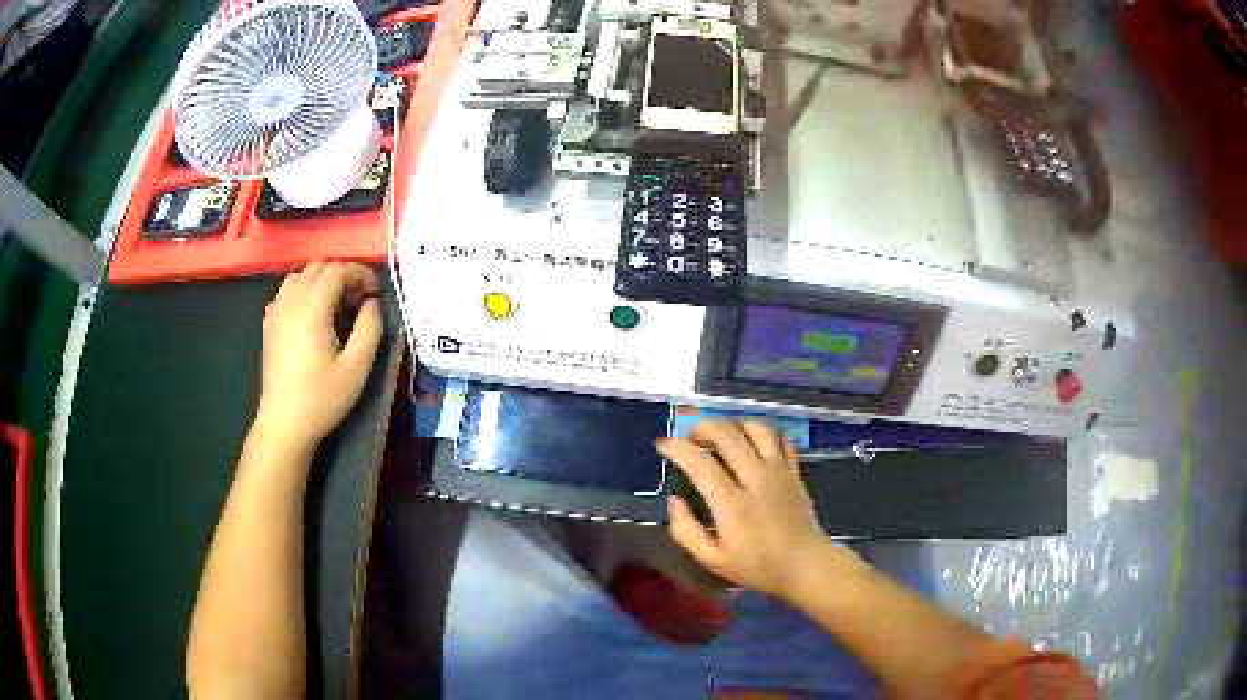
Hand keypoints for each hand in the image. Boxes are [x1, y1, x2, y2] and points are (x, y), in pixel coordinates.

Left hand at [254, 262, 383, 451]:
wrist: (284, 423)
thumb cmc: (322, 397)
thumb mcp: (357, 367)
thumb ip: (370, 328)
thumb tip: (372, 303)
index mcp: (312, 306)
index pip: (338, 270)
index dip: (361, 274)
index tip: (376, 293)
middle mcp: (291, 300)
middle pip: (318, 267)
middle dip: (342, 274)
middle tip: (360, 298)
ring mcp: (276, 311)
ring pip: (299, 276)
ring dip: (321, 281)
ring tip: (337, 305)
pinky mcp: (269, 325)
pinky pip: (286, 293)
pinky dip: (303, 292)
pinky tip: (312, 316)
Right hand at [659, 420, 864, 600]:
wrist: (805, 565)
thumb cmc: (757, 566)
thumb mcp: (712, 560)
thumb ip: (686, 530)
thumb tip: (674, 500)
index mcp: (732, 505)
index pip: (701, 464)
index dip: (678, 449)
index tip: (663, 445)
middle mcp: (756, 480)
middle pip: (728, 436)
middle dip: (702, 428)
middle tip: (689, 437)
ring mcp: (779, 473)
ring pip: (757, 430)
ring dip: (734, 425)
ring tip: (720, 435)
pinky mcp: (795, 472)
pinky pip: (781, 440)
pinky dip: (763, 434)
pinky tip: (752, 443)